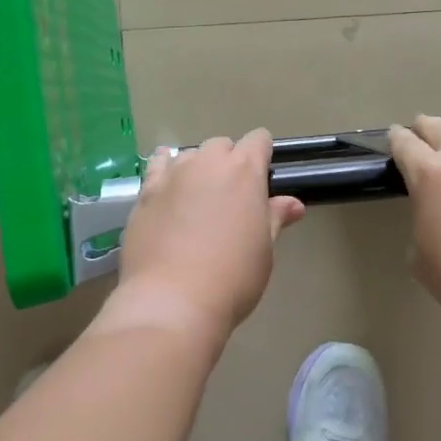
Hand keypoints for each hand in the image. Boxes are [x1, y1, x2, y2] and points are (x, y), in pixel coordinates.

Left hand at [101, 130, 304, 346]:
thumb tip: (293, 204)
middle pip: (221, 145)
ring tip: (197, 197)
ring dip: (197, 168)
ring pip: (189, 155)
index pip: (258, 140)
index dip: (262, 153)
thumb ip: (275, 218)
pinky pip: (157, 165)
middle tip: (230, 196)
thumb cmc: (232, 278)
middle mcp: (208, 162)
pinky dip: (164, 169)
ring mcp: (174, 174)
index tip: (262, 175)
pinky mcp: (146, 191)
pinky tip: (166, 184)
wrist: (172, 301)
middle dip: (228, 161)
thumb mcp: (264, 251)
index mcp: (245, 171)